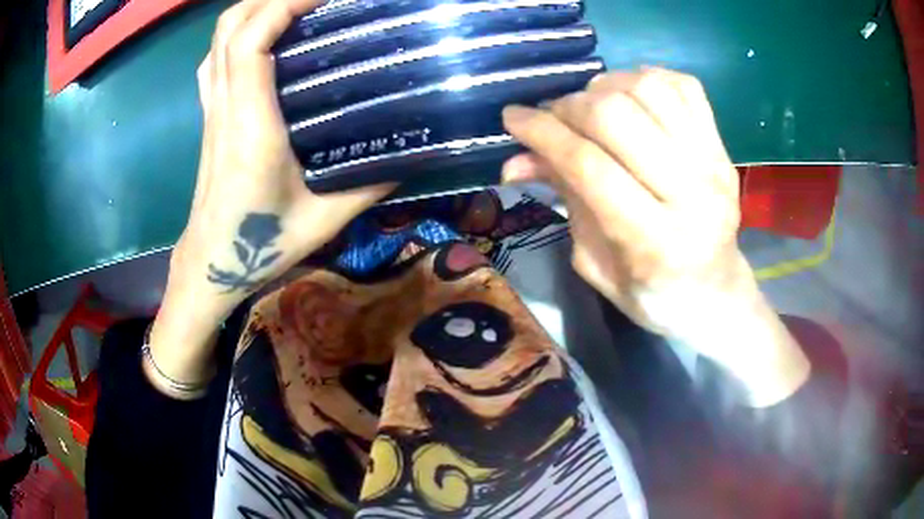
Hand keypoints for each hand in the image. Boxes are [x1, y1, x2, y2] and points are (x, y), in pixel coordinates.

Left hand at [148, 0, 392, 394]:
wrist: (212, 261)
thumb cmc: (261, 245)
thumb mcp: (325, 220)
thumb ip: (370, 185)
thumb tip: (410, 154)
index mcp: (250, 127)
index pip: (252, 43)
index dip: (285, 5)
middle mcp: (225, 106)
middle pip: (232, 26)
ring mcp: (212, 107)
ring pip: (219, 37)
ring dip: (256, 8)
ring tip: (297, 8)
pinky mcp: (209, 112)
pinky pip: (215, 56)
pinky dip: (238, 31)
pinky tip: (265, 35)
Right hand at [502, 68, 808, 405]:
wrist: (714, 292)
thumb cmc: (651, 294)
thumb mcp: (594, 262)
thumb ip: (563, 202)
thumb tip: (514, 161)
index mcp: (655, 242)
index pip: (588, 165)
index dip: (542, 133)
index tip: (512, 118)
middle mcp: (692, 195)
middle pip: (617, 117)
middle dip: (569, 107)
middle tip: (553, 117)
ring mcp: (713, 164)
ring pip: (649, 89)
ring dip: (605, 87)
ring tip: (591, 105)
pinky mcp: (722, 146)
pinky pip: (682, 86)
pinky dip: (645, 79)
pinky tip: (629, 97)